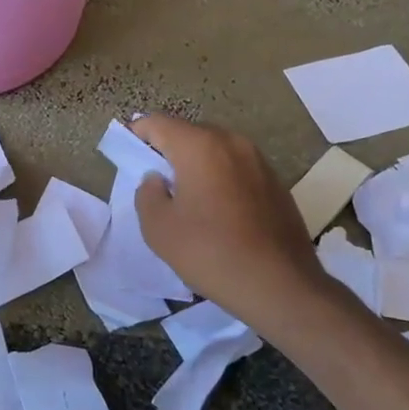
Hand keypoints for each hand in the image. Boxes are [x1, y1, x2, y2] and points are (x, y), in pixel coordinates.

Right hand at [131, 115, 319, 328]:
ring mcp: (258, 160)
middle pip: (188, 133)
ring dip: (195, 164)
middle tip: (154, 179)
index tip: (126, 154)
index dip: (137, 134)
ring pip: (215, 150)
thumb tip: (157, 179)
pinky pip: (236, 168)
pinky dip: (220, 178)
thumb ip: (147, 193)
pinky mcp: (276, 182)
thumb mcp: (158, 228)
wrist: (281, 286)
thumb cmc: (211, 252)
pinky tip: (217, 211)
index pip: (157, 123)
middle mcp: (231, 142)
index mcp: (199, 146)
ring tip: (186, 197)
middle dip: (167, 150)